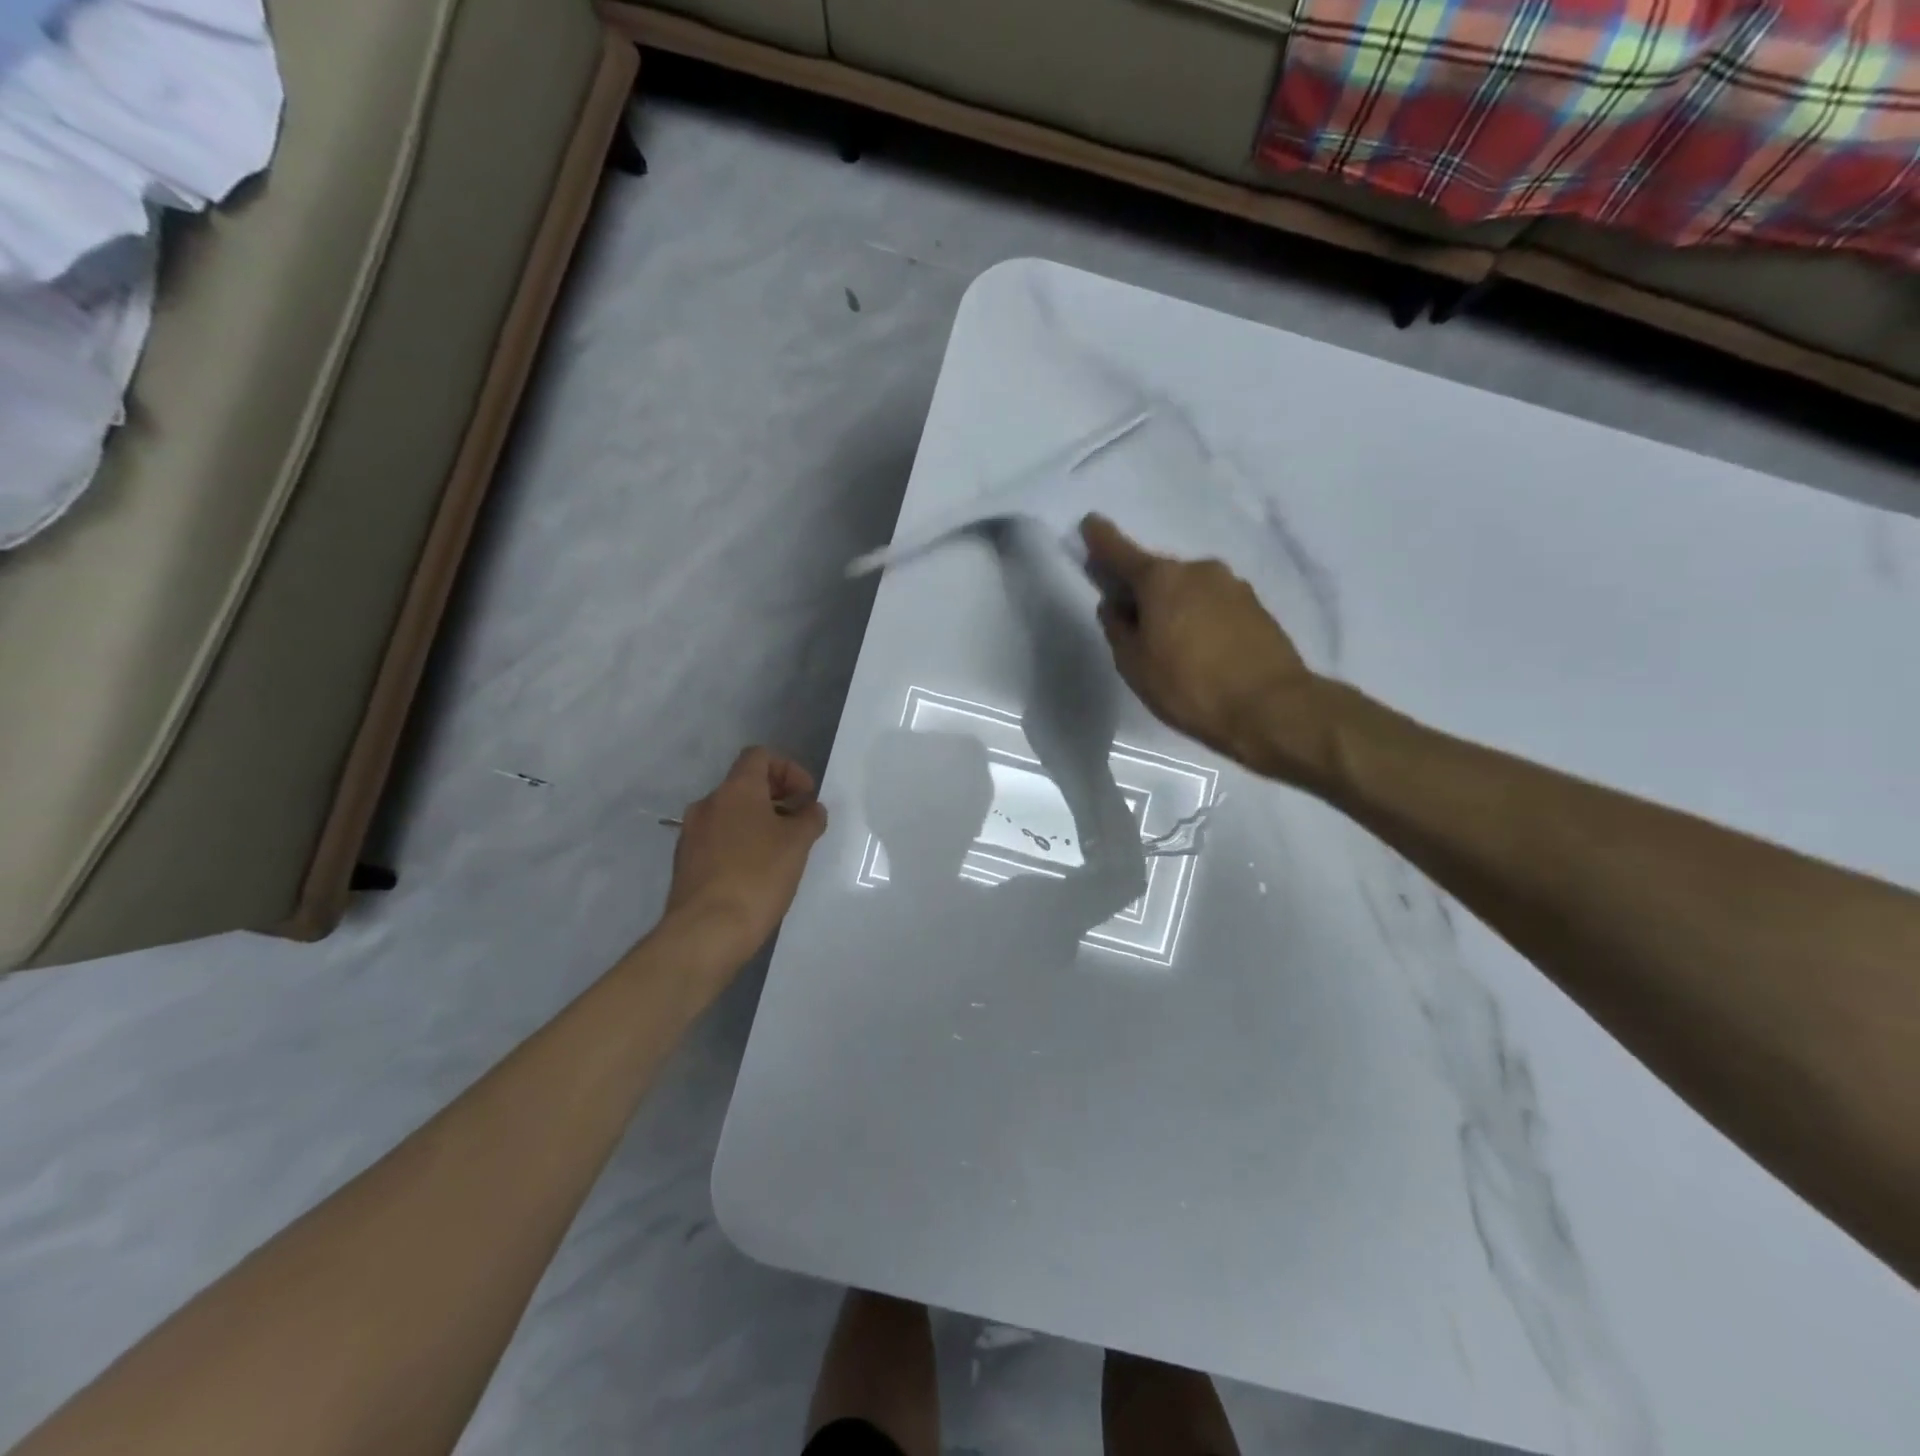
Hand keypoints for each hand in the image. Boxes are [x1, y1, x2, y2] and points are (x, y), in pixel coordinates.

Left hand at [664, 747, 828, 959]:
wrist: (706, 931)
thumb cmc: (758, 876)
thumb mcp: (797, 844)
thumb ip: (809, 818)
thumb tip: (810, 809)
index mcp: (735, 790)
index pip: (759, 756)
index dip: (788, 768)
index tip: (806, 795)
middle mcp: (708, 804)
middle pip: (744, 784)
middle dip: (776, 796)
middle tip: (800, 821)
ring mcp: (692, 833)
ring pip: (731, 813)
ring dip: (758, 821)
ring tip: (782, 849)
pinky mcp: (686, 862)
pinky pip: (718, 838)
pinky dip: (740, 842)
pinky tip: (757, 871)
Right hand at [1080, 514, 1328, 780]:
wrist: (1271, 708)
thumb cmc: (1189, 686)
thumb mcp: (1135, 665)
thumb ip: (1118, 629)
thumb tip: (1115, 605)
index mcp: (1162, 579)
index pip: (1122, 552)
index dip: (1102, 540)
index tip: (1090, 523)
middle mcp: (1198, 570)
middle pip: (1158, 573)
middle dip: (1141, 589)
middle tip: (1130, 618)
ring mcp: (1233, 586)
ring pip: (1188, 589)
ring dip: (1173, 605)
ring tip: (1168, 643)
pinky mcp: (1256, 607)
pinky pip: (1213, 604)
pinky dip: (1199, 617)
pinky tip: (1198, 647)